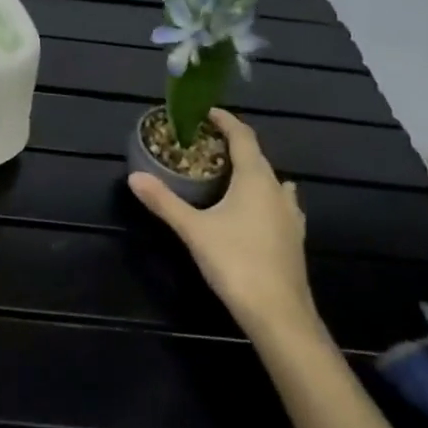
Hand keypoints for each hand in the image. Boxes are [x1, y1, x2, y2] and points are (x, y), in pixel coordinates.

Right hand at [129, 108, 324, 344]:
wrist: (280, 315)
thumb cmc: (236, 262)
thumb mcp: (193, 230)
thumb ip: (164, 201)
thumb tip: (134, 177)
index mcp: (255, 178)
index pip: (243, 136)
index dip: (226, 121)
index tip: (207, 112)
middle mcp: (277, 190)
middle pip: (257, 157)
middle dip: (233, 146)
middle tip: (206, 145)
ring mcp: (290, 216)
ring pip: (271, 181)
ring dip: (251, 172)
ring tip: (227, 174)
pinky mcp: (294, 238)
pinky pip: (278, 204)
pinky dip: (262, 196)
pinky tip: (253, 210)